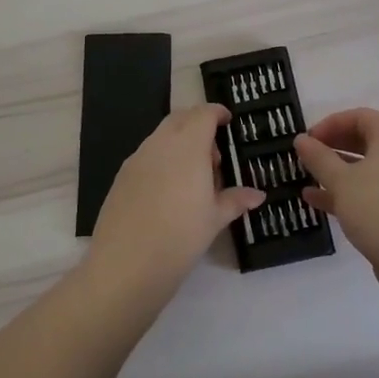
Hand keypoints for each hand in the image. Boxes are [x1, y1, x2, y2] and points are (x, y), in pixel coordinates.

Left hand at [85, 105, 264, 304]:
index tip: (228, 122)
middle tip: (213, 156)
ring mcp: (137, 158)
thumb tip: (258, 195)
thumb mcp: (214, 219)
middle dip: (198, 125)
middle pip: (180, 118)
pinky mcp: (121, 176)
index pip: (203, 114)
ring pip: (161, 136)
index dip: (217, 113)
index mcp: (188, 146)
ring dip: (180, 143)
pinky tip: (168, 192)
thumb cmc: (181, 236)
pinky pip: (147, 155)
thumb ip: (235, 200)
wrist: (126, 264)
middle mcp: (160, 143)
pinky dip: (162, 160)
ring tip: (193, 179)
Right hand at [295, 108, 378, 284]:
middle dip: (332, 148)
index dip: (331, 124)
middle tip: (305, 159)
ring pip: (364, 171)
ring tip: (306, 179)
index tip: (308, 140)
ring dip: (335, 173)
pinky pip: (369, 194)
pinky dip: (345, 195)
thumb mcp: (342, 180)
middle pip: (363, 142)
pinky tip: (316, 202)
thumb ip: (319, 158)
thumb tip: (302, 140)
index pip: (360, 117)